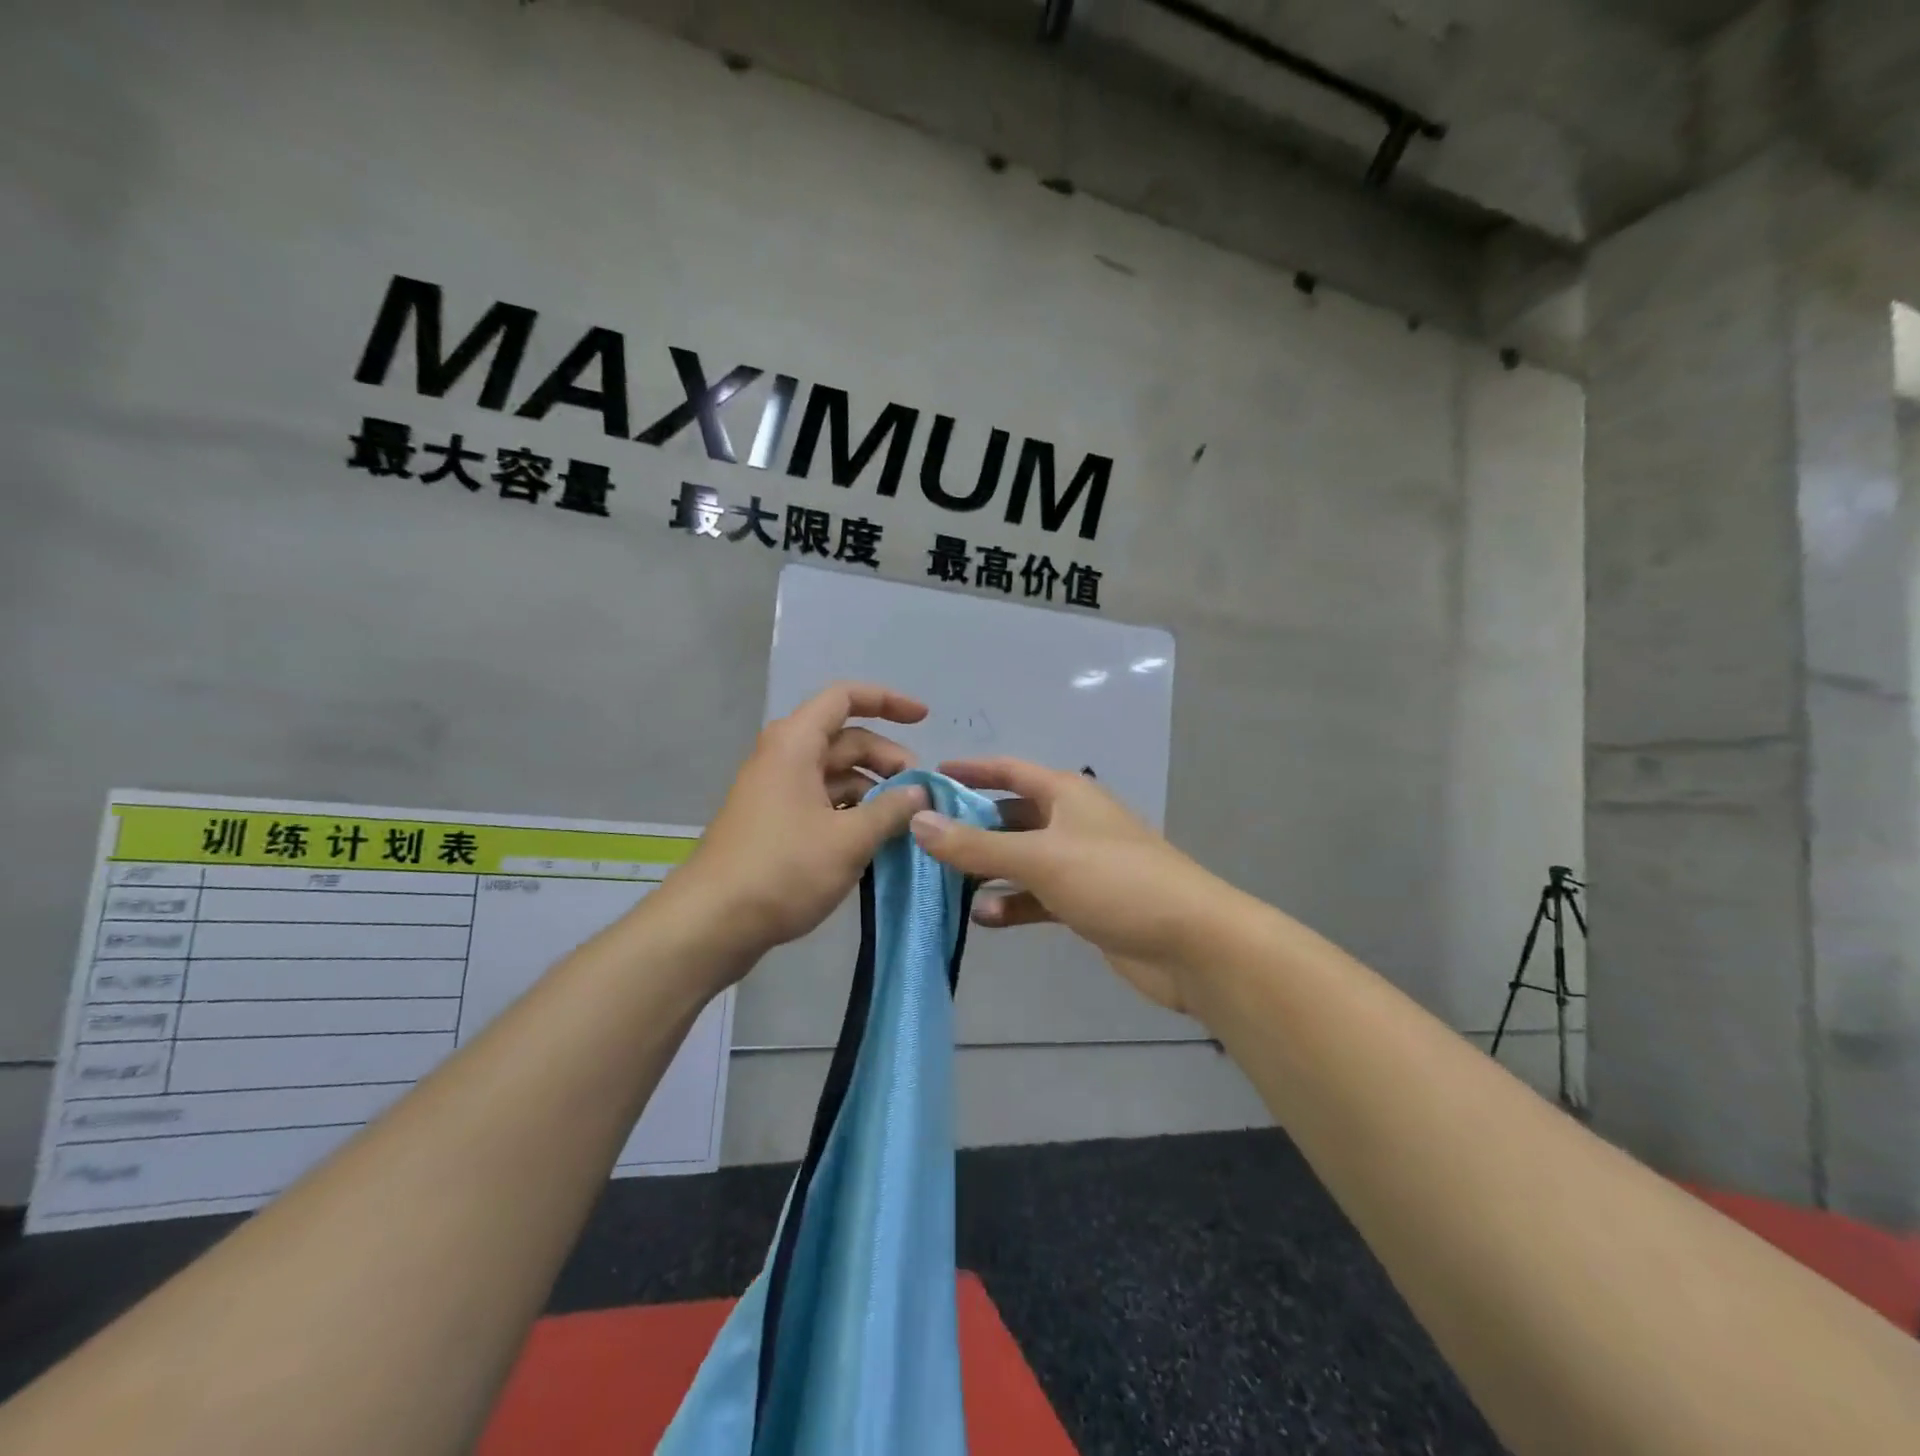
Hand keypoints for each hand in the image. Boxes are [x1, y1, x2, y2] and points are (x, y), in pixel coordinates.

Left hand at [665, 683, 930, 972]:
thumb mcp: (849, 839)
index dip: (888, 701)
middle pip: (845, 740)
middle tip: (920, 793)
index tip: (925, 719)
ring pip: (835, 775)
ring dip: (872, 789)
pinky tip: (875, 839)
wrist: (712, 922)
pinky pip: (822, 802)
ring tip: (905, 820)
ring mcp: (777, 792)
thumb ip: (891, 810)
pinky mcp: (775, 824)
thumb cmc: (784, 869)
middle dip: (888, 759)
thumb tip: (919, 793)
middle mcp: (784, 758)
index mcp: (796, 744)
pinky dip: (852, 812)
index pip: (845, 698)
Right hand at [908, 758, 1221, 1014]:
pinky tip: (984, 918)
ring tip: (942, 881)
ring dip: (988, 869)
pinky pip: (1038, 896)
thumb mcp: (1039, 858)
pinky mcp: (1086, 901)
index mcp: (1066, 793)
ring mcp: (1080, 863)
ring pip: (1022, 859)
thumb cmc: (1114, 880)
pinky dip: (1013, 903)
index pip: (1008, 770)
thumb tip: (918, 820)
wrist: (1191, 942)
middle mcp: (1072, 821)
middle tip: (923, 838)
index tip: (928, 776)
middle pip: (1011, 815)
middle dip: (971, 826)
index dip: (970, 771)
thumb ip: (976, 845)